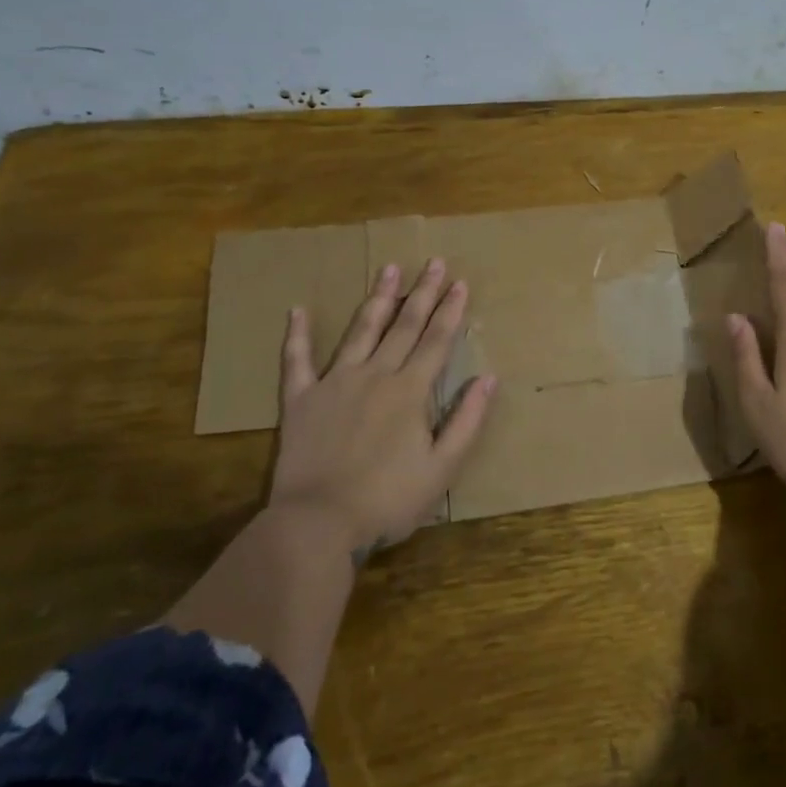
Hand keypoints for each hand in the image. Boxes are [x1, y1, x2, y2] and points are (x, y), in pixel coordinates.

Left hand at [271, 259, 495, 551]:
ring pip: (361, 331)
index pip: (436, 341)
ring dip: (377, 299)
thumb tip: (488, 378)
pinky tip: (297, 310)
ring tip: (388, 269)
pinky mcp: (301, 400)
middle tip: (434, 262)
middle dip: (422, 293)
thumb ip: (467, 420)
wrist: (318, 524)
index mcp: (410, 391)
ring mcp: (335, 383)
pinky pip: (297, 361)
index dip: (451, 311)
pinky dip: (297, 335)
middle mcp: (375, 375)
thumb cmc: (388, 500)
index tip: (461, 283)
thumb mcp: (443, 469)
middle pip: (404, 326)